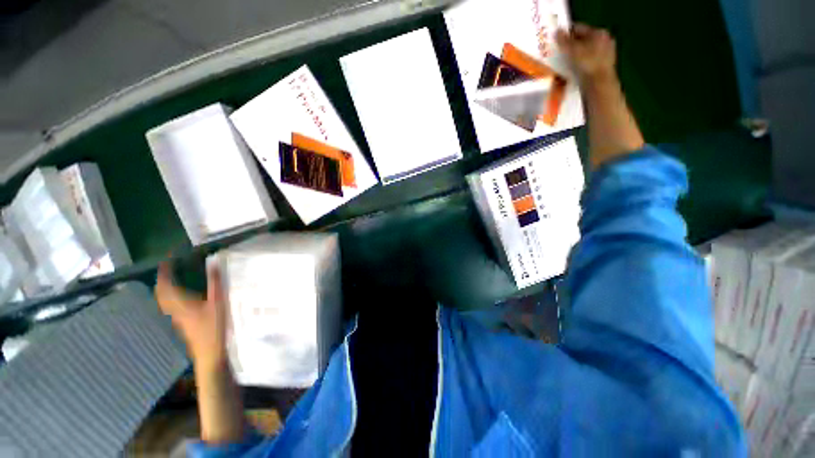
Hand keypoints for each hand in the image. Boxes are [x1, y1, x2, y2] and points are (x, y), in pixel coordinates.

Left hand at [156, 261, 227, 372]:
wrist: (209, 352)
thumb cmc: (214, 327)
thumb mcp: (218, 302)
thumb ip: (215, 283)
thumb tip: (213, 263)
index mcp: (181, 302)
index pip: (165, 284)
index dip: (164, 272)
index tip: (167, 261)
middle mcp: (174, 309)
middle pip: (161, 293)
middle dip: (162, 280)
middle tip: (169, 269)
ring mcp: (177, 318)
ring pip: (164, 300)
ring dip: (164, 288)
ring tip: (173, 280)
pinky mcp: (182, 323)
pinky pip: (170, 306)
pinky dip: (170, 297)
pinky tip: (180, 297)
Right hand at [556, 24, 616, 84]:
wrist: (599, 84)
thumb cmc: (587, 64)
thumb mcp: (573, 50)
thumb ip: (564, 41)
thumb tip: (557, 31)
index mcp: (598, 32)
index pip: (579, 28)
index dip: (566, 33)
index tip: (556, 40)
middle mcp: (604, 40)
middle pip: (583, 40)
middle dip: (571, 46)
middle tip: (559, 52)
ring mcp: (606, 54)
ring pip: (586, 52)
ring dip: (575, 56)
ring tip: (564, 63)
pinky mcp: (603, 67)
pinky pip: (588, 62)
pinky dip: (580, 65)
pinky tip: (573, 71)